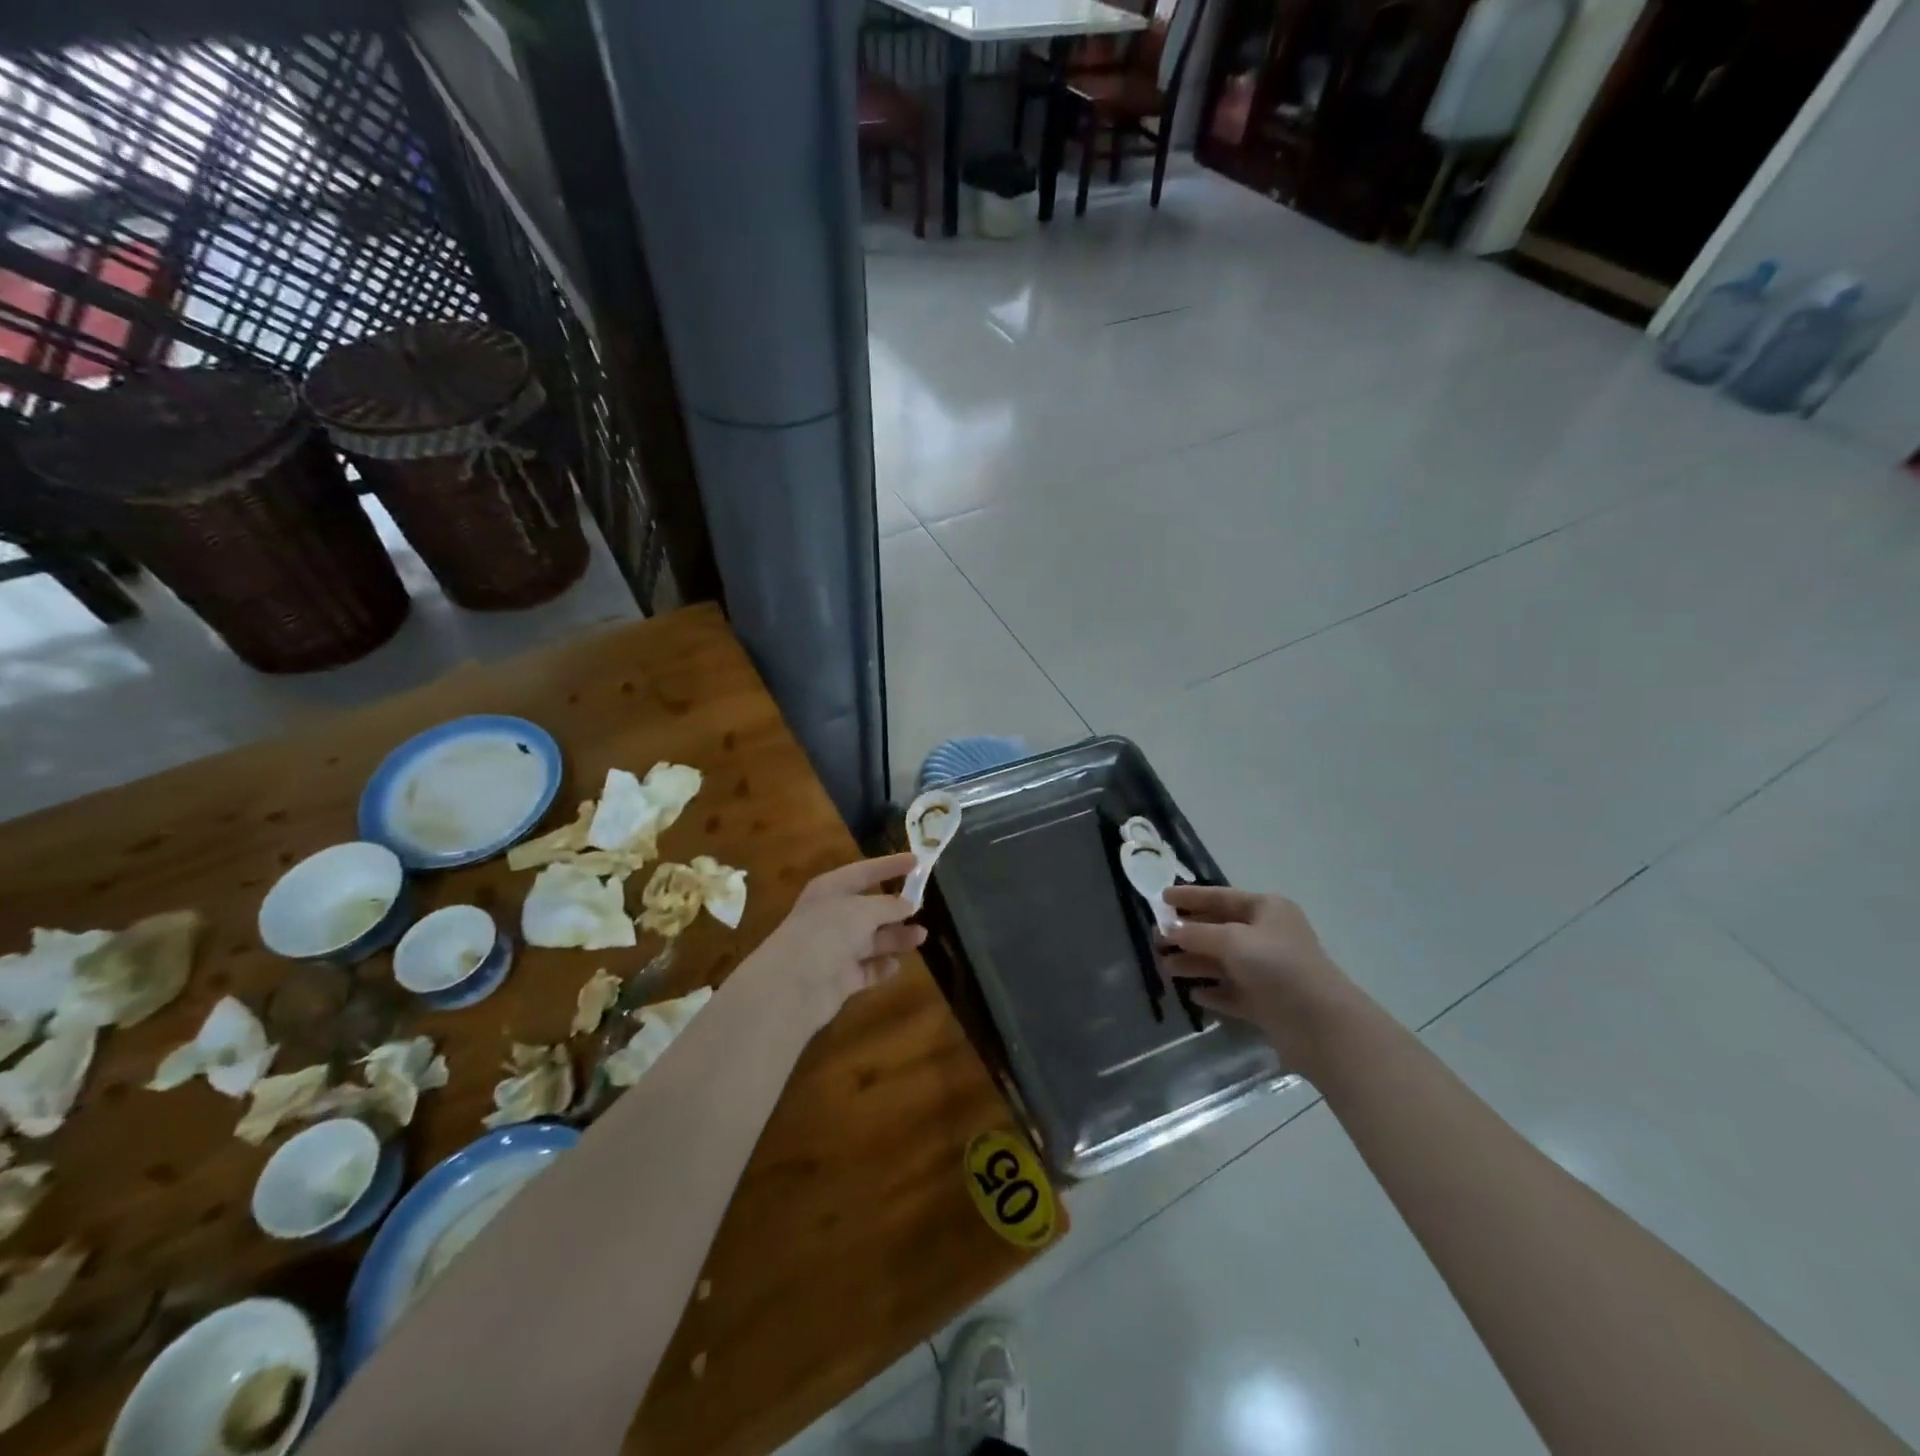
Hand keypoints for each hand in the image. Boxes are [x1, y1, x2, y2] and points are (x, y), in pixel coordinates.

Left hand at [737, 853, 924, 1031]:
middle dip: (896, 908)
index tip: (918, 861)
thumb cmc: (827, 933)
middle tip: (924, 906)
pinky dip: (881, 967)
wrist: (793, 986)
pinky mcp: (840, 979)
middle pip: (870, 908)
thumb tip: (908, 904)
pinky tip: (897, 965)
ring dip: (896, 937)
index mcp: (830, 890)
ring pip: (872, 939)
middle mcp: (832, 916)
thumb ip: (888, 906)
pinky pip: (867, 969)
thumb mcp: (862, 910)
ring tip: (922, 936)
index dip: (890, 865)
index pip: (864, 871)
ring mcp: (835, 949)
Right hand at [1161, 886, 1362, 1079]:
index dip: (1190, 897)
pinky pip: (1232, 992)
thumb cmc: (1277, 966)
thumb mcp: (1232, 940)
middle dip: (1187, 934)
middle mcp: (1267, 936)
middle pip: (1219, 930)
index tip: (1161, 899)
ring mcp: (1267, 971)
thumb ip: (1196, 933)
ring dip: (1194, 963)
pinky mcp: (1266, 1002)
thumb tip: (1169, 929)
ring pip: (1222, 962)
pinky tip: (1194, 995)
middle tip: (1156, 939)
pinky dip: (1213, 991)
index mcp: (1266, 910)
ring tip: (1166, 968)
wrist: (1320, 1024)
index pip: (1220, 897)